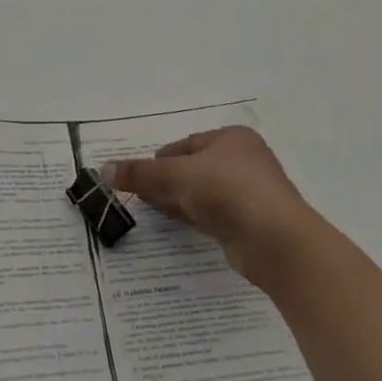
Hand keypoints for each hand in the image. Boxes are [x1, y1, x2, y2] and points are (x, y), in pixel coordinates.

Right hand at [102, 127, 317, 286]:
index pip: (186, 144)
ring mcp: (250, 194)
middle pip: (194, 168)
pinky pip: (214, 215)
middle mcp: (244, 161)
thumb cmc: (228, 192)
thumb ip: (141, 173)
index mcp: (232, 138)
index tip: (138, 177)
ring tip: (152, 210)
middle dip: (167, 181)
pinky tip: (178, 225)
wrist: (277, 242)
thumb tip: (104, 169)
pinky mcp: (251, 224)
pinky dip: (194, 217)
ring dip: (179, 200)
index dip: (160, 160)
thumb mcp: (177, 176)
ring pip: (203, 193)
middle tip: (140, 195)